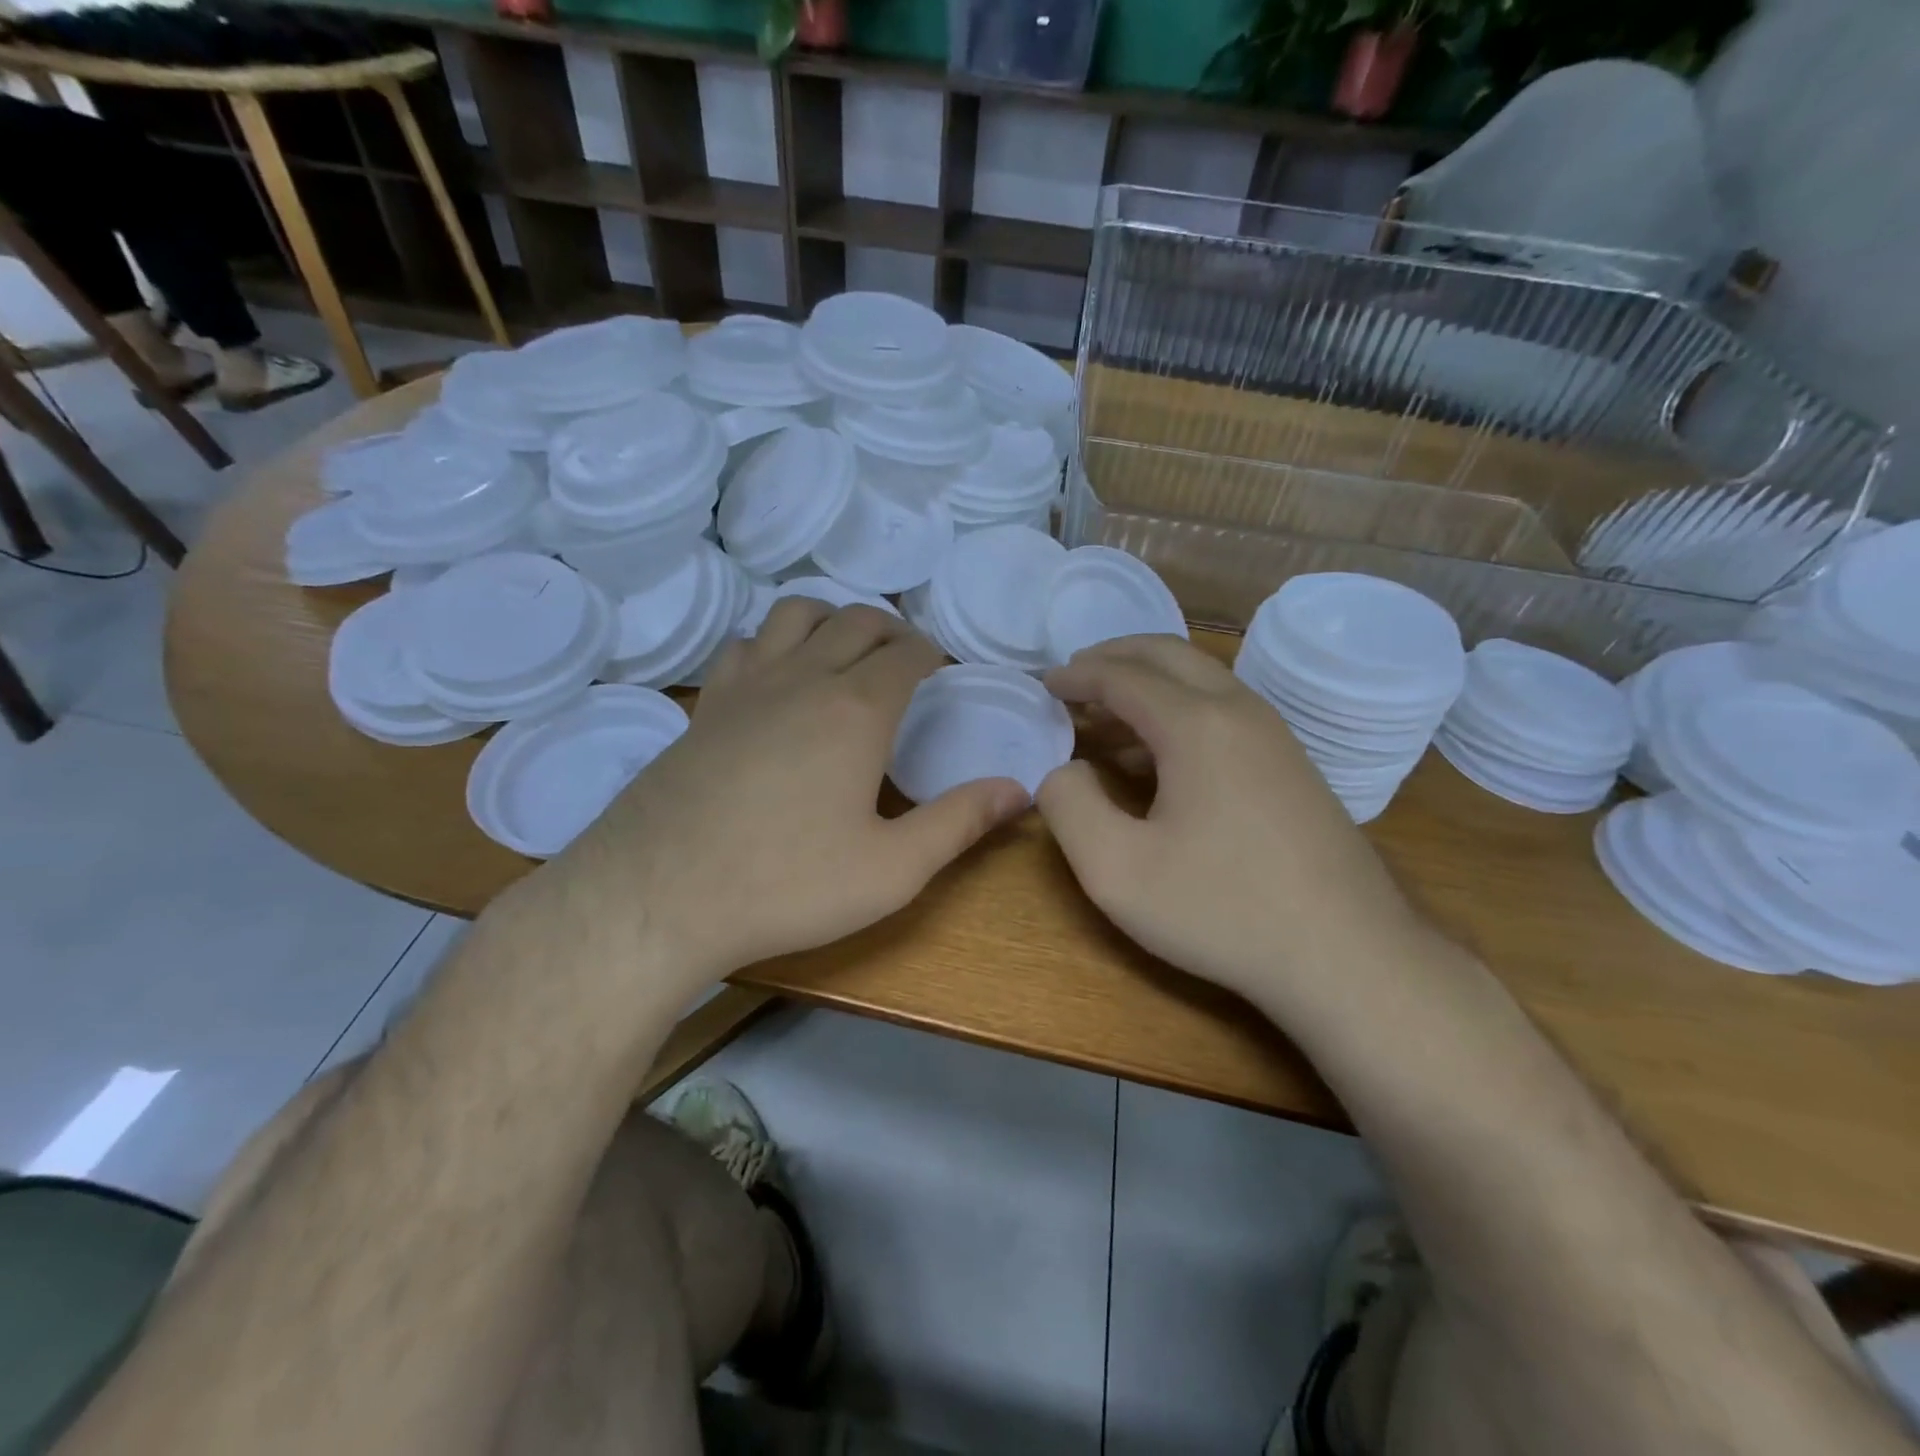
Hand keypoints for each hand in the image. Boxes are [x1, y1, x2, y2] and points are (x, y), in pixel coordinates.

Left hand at [556, 600, 1028, 988]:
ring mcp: (746, 687)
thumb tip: (1020, 790)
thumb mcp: (892, 869)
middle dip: (890, 629)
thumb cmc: (786, 885)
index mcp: (856, 710)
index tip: (942, 671)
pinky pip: (744, 645)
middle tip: (906, 659)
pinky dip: (771, 643)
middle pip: (855, 620)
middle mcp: (803, 679)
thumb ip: (959, 823)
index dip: (931, 654)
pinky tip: (775, 679)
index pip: (905, 654)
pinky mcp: (705, 707)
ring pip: (794, 615)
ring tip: (845, 651)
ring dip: (831, 619)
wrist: (658, 897)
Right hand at [1038, 636, 1428, 1008]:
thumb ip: (1068, 806)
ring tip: (1103, 716)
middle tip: (1073, 677)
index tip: (1043, 683)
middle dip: (1114, 657)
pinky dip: (1177, 711)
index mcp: (1196, 724)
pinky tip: (1155, 757)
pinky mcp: (1291, 765)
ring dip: (1147, 684)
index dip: (1076, 675)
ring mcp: (1274, 736)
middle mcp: (1239, 711)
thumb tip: (1065, 769)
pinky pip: (1223, 712)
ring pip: (1200, 681)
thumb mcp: (1116, 869)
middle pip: (1168, 655)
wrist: (1348, 956)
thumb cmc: (1222, 910)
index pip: (1122, 676)